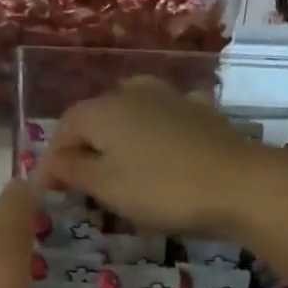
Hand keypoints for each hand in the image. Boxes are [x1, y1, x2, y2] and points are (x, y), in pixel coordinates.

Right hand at [34, 78, 261, 235]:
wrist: (239, 183)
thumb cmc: (161, 188)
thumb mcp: (105, 186)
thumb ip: (72, 171)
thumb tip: (50, 162)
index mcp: (101, 110)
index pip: (63, 130)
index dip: (52, 162)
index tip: (48, 194)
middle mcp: (132, 93)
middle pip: (96, 117)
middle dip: (84, 147)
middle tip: (82, 183)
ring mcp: (171, 98)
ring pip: (132, 111)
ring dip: (120, 135)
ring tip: (119, 162)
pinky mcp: (202, 112)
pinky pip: (167, 118)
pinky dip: (157, 132)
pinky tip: (163, 148)